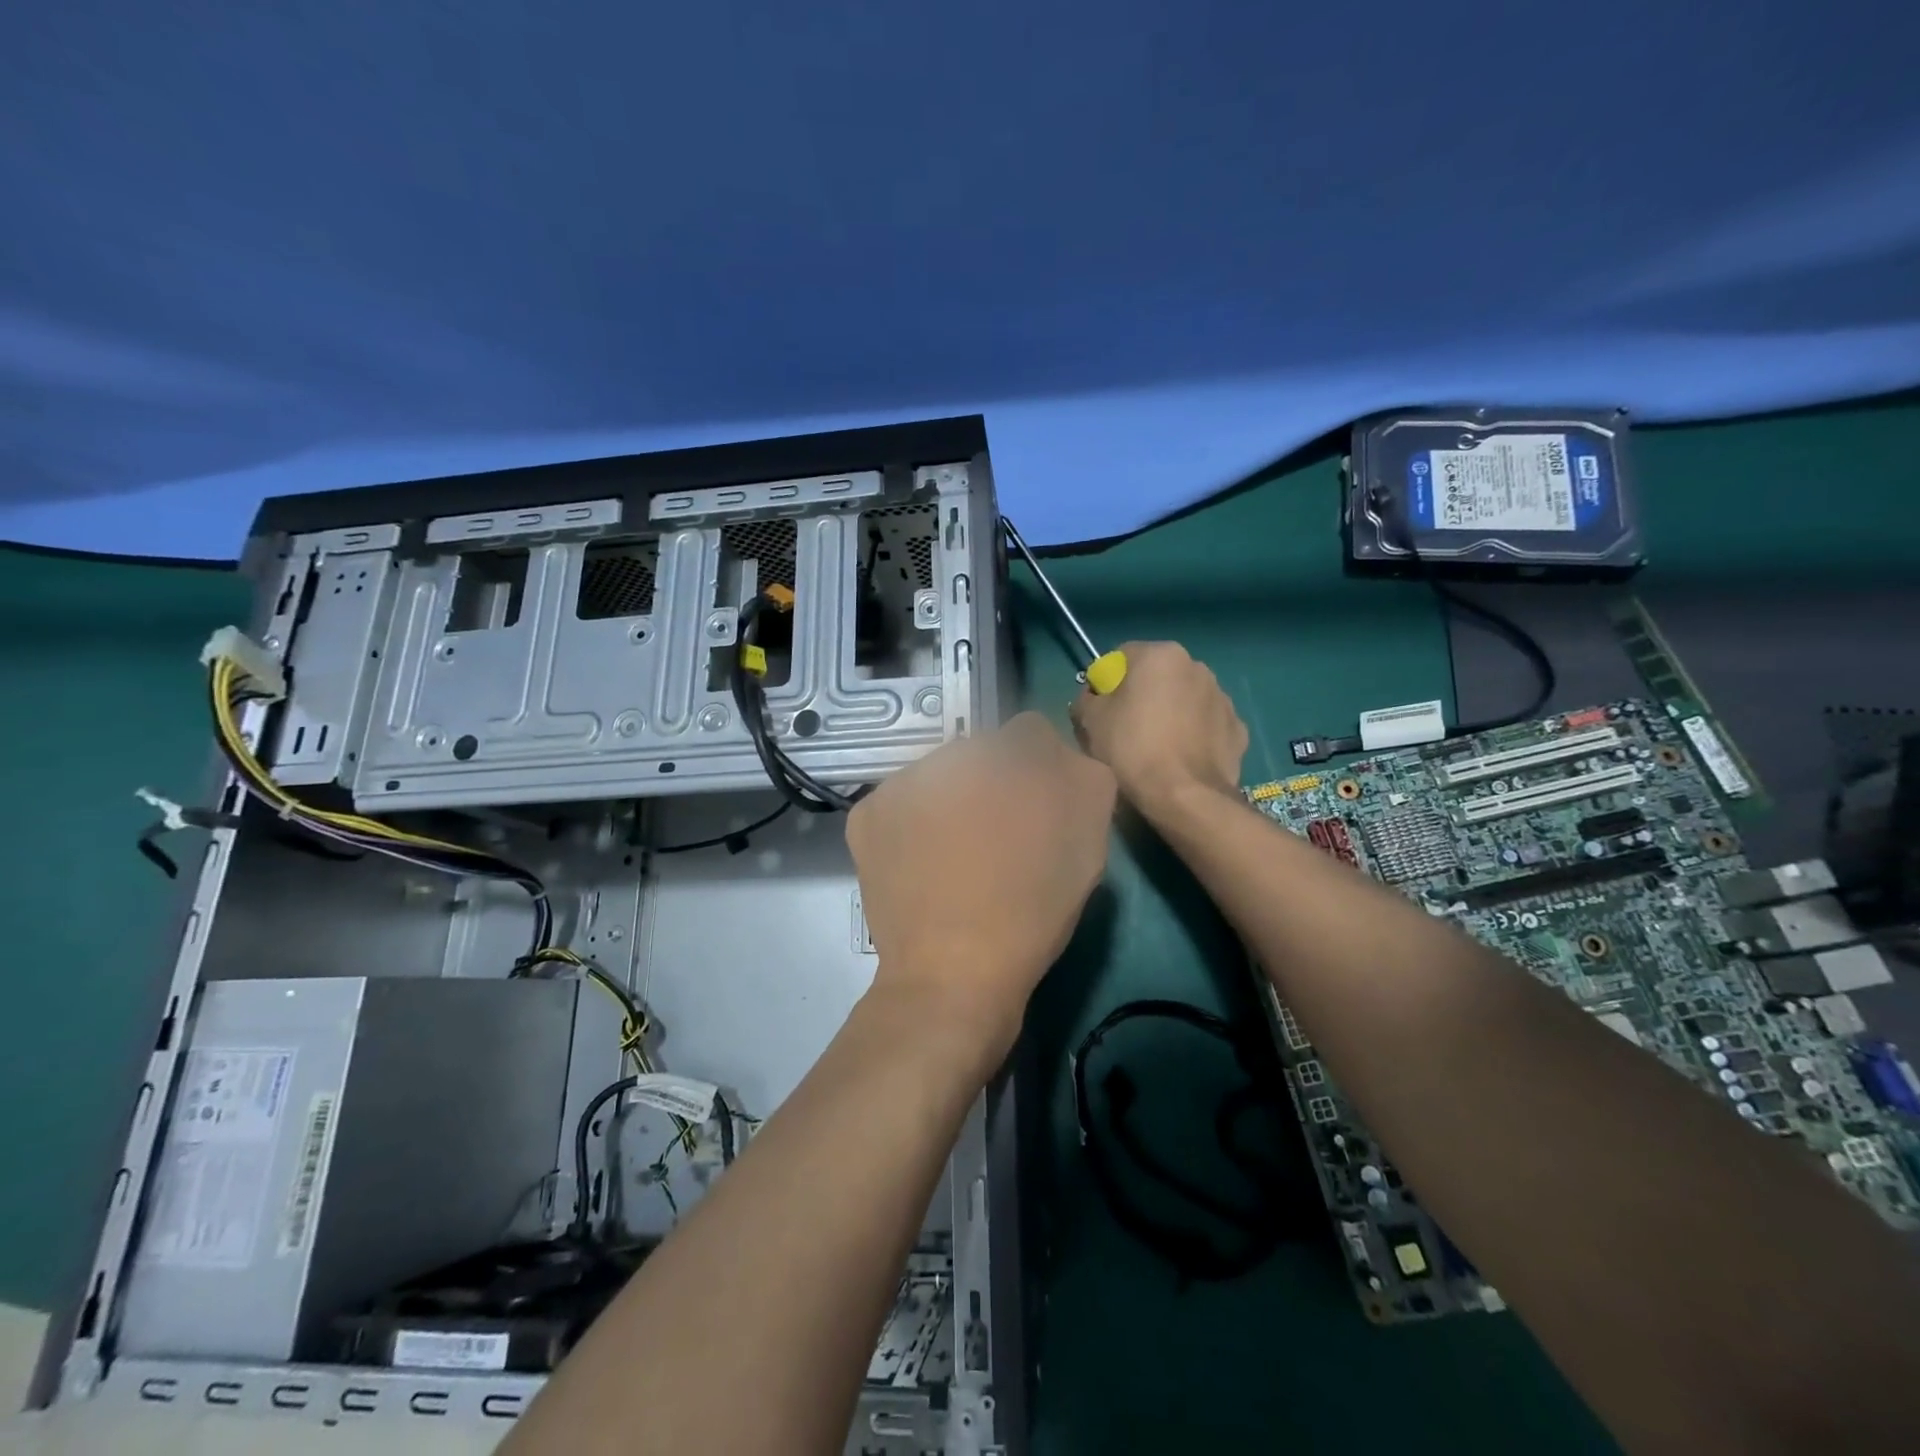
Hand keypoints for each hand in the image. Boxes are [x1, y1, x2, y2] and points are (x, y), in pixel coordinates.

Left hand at [848, 712, 1115, 1063]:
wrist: (952, 974)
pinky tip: (923, 863)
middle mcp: (949, 752)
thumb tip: (1057, 756)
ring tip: (956, 857)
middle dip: (992, 784)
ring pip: (937, 777)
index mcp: (1009, 754)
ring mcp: (899, 782)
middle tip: (997, 839)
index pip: (1031, 734)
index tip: (1038, 815)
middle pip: (980, 753)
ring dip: (950, 801)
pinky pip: (901, 803)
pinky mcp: (866, 815)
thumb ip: (1081, 774)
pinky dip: (913, 823)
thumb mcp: (1088, 838)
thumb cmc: (1031, 908)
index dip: (1041, 773)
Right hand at [1070, 641, 1247, 820]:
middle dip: (1143, 695)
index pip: (1122, 656)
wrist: (1185, 796)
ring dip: (1171, 713)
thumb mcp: (1090, 721)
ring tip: (1156, 747)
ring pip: (1185, 699)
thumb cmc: (1132, 749)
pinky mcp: (1238, 729)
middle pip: (1158, 676)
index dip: (1106, 682)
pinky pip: (1206, 725)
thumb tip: (1093, 698)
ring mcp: (1223, 697)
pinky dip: (1194, 735)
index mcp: (1161, 655)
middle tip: (1125, 729)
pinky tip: (1181, 759)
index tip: (1100, 709)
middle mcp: (1197, 666)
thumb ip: (1086, 698)